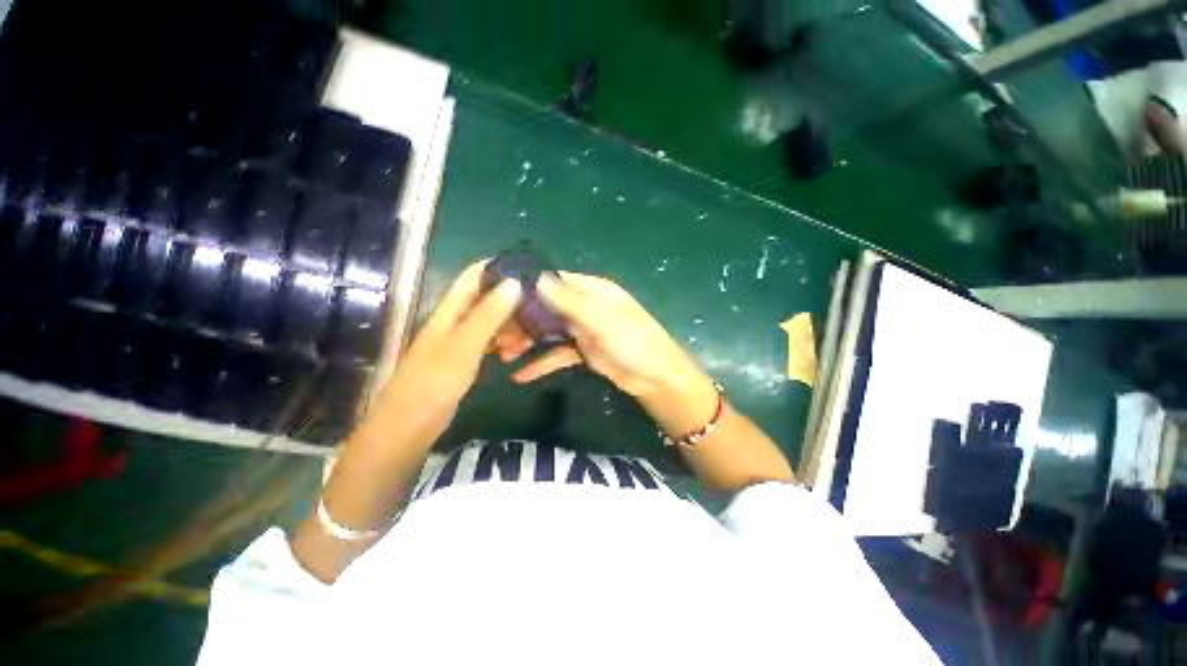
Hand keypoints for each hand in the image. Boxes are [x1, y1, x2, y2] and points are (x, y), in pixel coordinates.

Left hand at [374, 261, 521, 443]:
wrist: (409, 426)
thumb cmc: (434, 382)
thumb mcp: (465, 345)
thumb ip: (489, 314)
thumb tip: (514, 281)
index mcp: (449, 310)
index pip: (473, 276)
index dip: (497, 267)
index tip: (528, 269)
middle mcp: (455, 320)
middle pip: (485, 298)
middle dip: (511, 298)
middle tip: (541, 305)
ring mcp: (459, 340)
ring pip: (489, 321)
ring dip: (510, 322)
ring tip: (535, 329)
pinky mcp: (464, 358)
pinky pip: (488, 341)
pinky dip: (503, 341)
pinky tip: (518, 348)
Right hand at [512, 272, 719, 437]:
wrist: (656, 379)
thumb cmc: (633, 343)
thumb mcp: (601, 320)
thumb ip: (569, 302)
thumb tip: (538, 279)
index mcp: (592, 291)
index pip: (554, 281)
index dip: (528, 288)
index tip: (498, 298)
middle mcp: (586, 306)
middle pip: (547, 307)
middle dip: (523, 320)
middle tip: (495, 334)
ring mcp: (584, 329)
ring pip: (549, 331)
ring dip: (528, 342)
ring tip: (502, 354)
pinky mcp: (584, 351)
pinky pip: (558, 353)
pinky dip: (542, 362)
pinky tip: (521, 374)